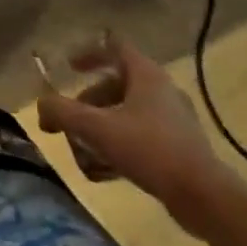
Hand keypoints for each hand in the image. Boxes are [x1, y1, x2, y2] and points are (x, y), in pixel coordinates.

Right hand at [37, 37, 239, 236]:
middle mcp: (161, 91)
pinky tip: (103, 173)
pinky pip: (138, 138)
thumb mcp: (96, 128)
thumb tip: (41, 107)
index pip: (114, 47)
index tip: (68, 67)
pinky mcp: (178, 148)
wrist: (205, 197)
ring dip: (98, 132)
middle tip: (68, 125)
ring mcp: (172, 121)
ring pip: (123, 116)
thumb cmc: (149, 150)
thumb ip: (62, 113)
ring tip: (83, 157)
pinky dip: (117, 149)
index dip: (89, 53)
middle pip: (114, 87)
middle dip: (86, 106)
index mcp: (146, 75)